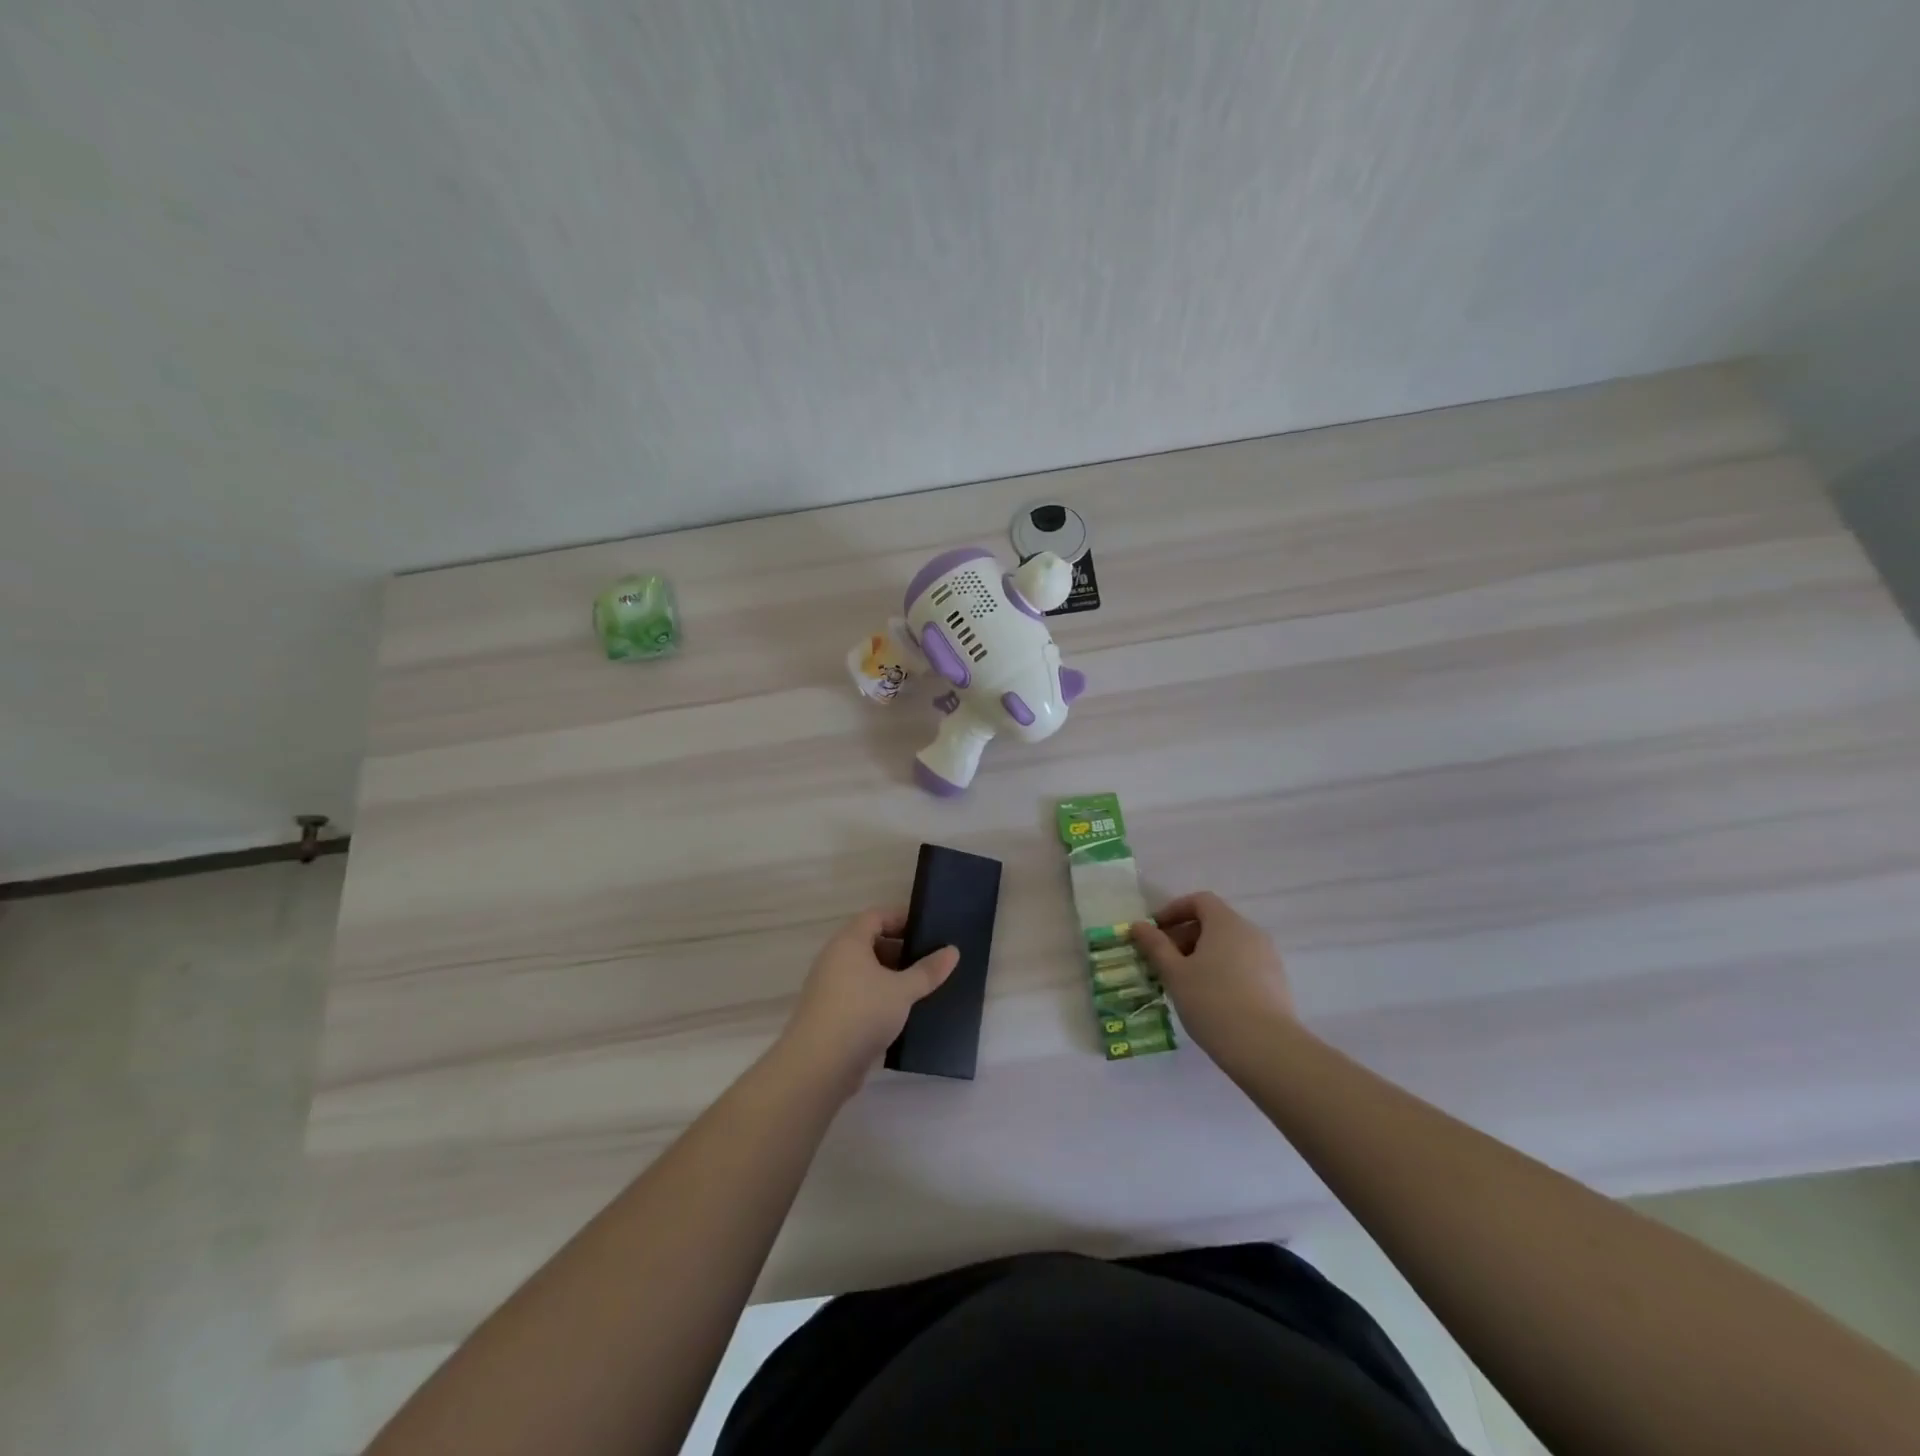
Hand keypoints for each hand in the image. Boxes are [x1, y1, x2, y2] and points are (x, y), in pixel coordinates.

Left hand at [778, 908, 958, 1095]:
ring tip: (922, 988)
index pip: (876, 916)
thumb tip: (953, 950)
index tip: (928, 930)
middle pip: (870, 943)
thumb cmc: (862, 1013)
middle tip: (930, 961)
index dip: (902, 918)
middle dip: (901, 950)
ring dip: (892, 977)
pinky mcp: (831, 1014)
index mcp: (849, 942)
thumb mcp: (902, 990)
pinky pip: (860, 995)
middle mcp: (835, 959)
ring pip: (865, 972)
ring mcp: (830, 987)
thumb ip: (928, 971)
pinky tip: (902, 1013)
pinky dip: (880, 998)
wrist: (818, 1066)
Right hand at [1133, 892, 1297, 1073]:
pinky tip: (1210, 998)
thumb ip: (1155, 945)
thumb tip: (1139, 926)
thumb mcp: (1174, 973)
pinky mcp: (1277, 983)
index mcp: (1226, 923)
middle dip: (1185, 936)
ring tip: (1184, 982)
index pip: (1199, 901)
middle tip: (1164, 961)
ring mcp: (1268, 958)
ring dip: (1203, 955)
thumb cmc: (1212, 1001)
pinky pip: (1243, 965)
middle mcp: (1251, 932)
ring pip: (1229, 945)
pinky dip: (1223, 971)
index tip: (1154, 932)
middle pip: (1214, 922)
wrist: (1265, 1048)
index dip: (1173, 911)